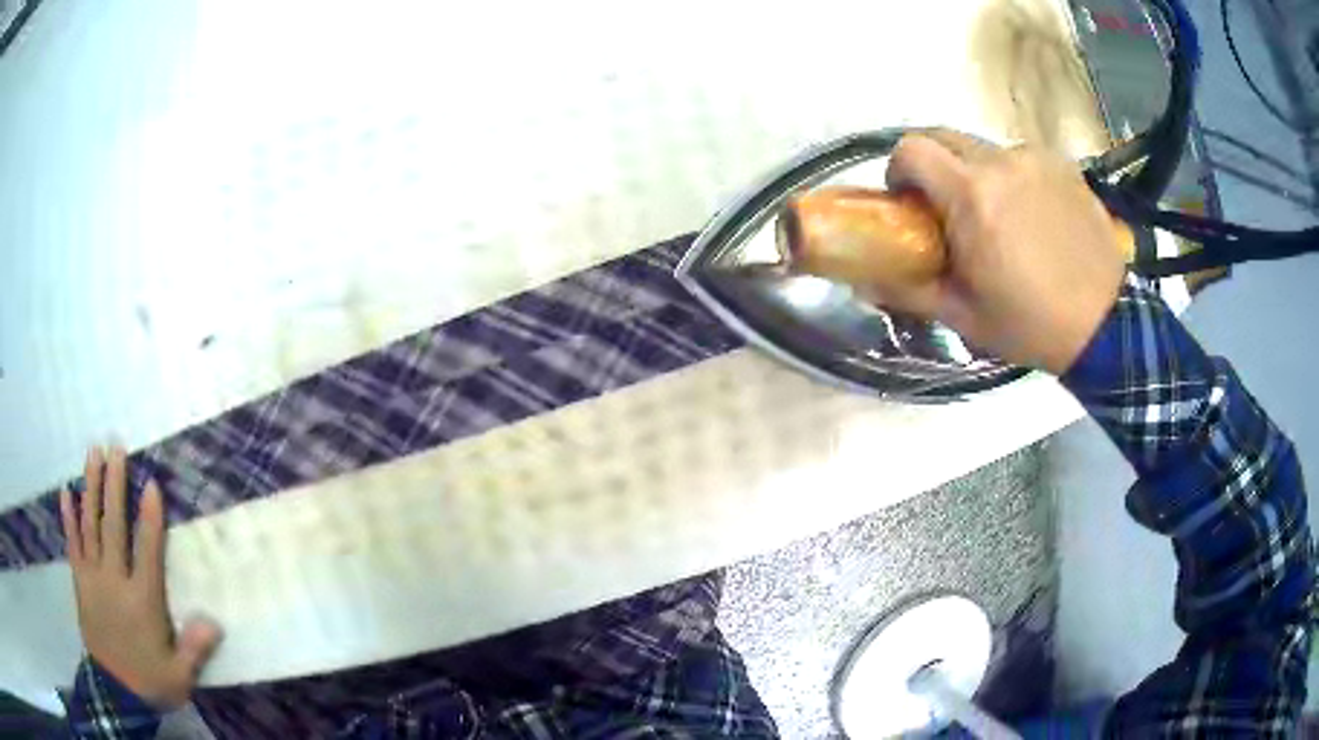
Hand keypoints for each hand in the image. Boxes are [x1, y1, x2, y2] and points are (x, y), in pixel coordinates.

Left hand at [61, 446, 221, 709]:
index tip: (152, 483)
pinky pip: (72, 543)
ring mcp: (93, 577)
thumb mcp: (179, 676)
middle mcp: (115, 580)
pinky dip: (69, 517)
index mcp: (142, 601)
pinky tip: (66, 491)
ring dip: (91, 487)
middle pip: (113, 525)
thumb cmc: (150, 681)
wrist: (117, 693)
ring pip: (91, 525)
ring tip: (93, 453)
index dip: (150, 517)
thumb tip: (214, 621)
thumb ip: (194, 648)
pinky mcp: (80, 581)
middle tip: (116, 447)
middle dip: (115, 484)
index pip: (147, 551)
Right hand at [882, 130, 1125, 374]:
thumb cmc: (1031, 324)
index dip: (899, 170)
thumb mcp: (963, 315)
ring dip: (977, 173)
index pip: (910, 148)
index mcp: (971, 195)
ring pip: (985, 149)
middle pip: (944, 137)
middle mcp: (1001, 162)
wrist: (1106, 325)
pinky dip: (1014, 178)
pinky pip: (1022, 159)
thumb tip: (863, 281)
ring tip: (999, 217)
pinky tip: (1033, 216)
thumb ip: (909, 290)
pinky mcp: (1063, 166)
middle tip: (946, 208)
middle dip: (933, 165)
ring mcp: (1036, 160)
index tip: (909, 201)